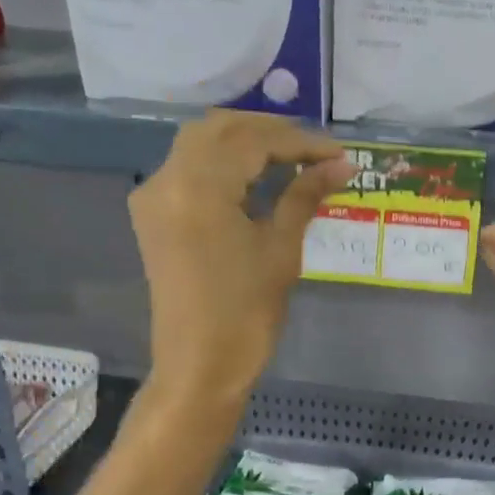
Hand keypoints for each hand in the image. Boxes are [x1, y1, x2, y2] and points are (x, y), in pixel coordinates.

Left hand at [129, 111, 351, 413]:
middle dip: (270, 132)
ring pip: (200, 144)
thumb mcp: (281, 250)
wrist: (199, 366)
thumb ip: (305, 196)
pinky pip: (188, 169)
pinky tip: (255, 178)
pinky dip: (222, 163)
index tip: (338, 155)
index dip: (300, 142)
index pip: (253, 141)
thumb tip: (340, 165)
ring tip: (290, 159)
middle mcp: (166, 178)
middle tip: (313, 150)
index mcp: (198, 186)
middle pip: (220, 129)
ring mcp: (154, 196)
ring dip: (245, 142)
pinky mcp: (153, 215)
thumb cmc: (246, 313)